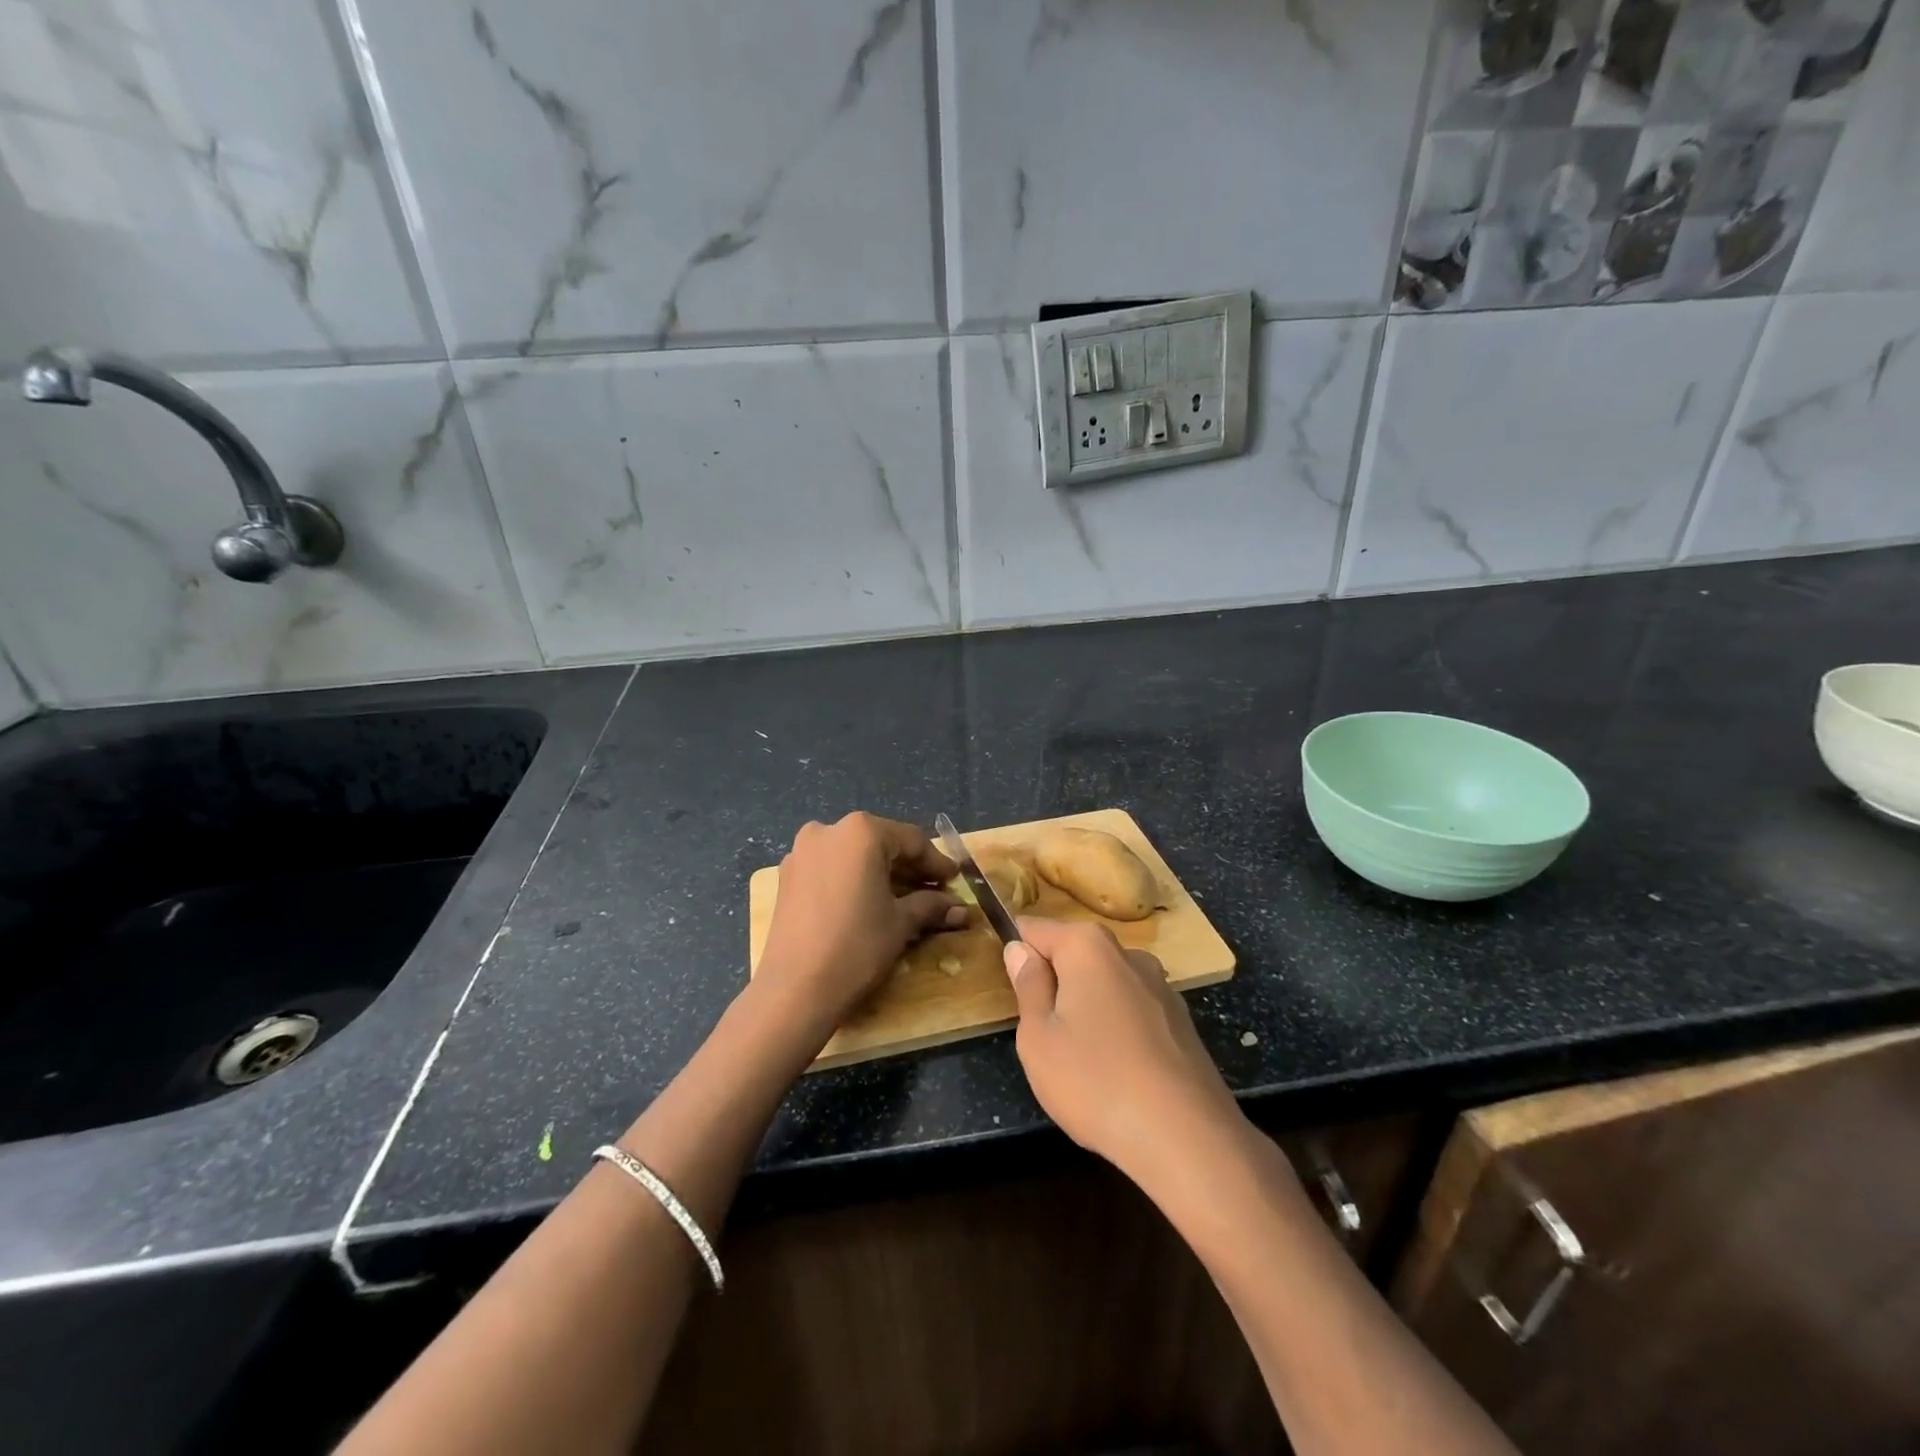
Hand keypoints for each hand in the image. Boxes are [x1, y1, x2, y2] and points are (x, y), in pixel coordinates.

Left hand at [757, 812, 962, 1034]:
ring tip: (903, 899)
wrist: (796, 989)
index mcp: (861, 831)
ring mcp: (802, 852)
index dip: (937, 863)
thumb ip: (931, 906)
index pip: (912, 841)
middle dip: (909, 868)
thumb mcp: (901, 923)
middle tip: (934, 892)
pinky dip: (852, 881)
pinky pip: (830, 869)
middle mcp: (828, 830)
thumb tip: (960, 908)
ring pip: (853, 856)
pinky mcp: (787, 876)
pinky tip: (867, 903)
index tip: (955, 881)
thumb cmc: (857, 946)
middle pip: (881, 844)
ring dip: (880, 874)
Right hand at [1004, 918, 1241, 1187]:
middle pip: (1075, 954)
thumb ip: (1028, 986)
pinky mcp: (1181, 1022)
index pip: (1036, 929)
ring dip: (1086, 1006)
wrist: (1186, 1138)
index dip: (1016, 951)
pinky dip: (1117, 1029)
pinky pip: (1132, 1011)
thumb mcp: (1038, 1037)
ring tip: (1078, 1059)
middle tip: (1040, 1032)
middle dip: (1054, 981)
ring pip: (1105, 984)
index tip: (1008, 986)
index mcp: (1088, 947)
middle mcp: (1128, 954)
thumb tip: (1020, 949)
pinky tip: (1115, 1072)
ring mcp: (1161, 987)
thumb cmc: (1094, 1081)